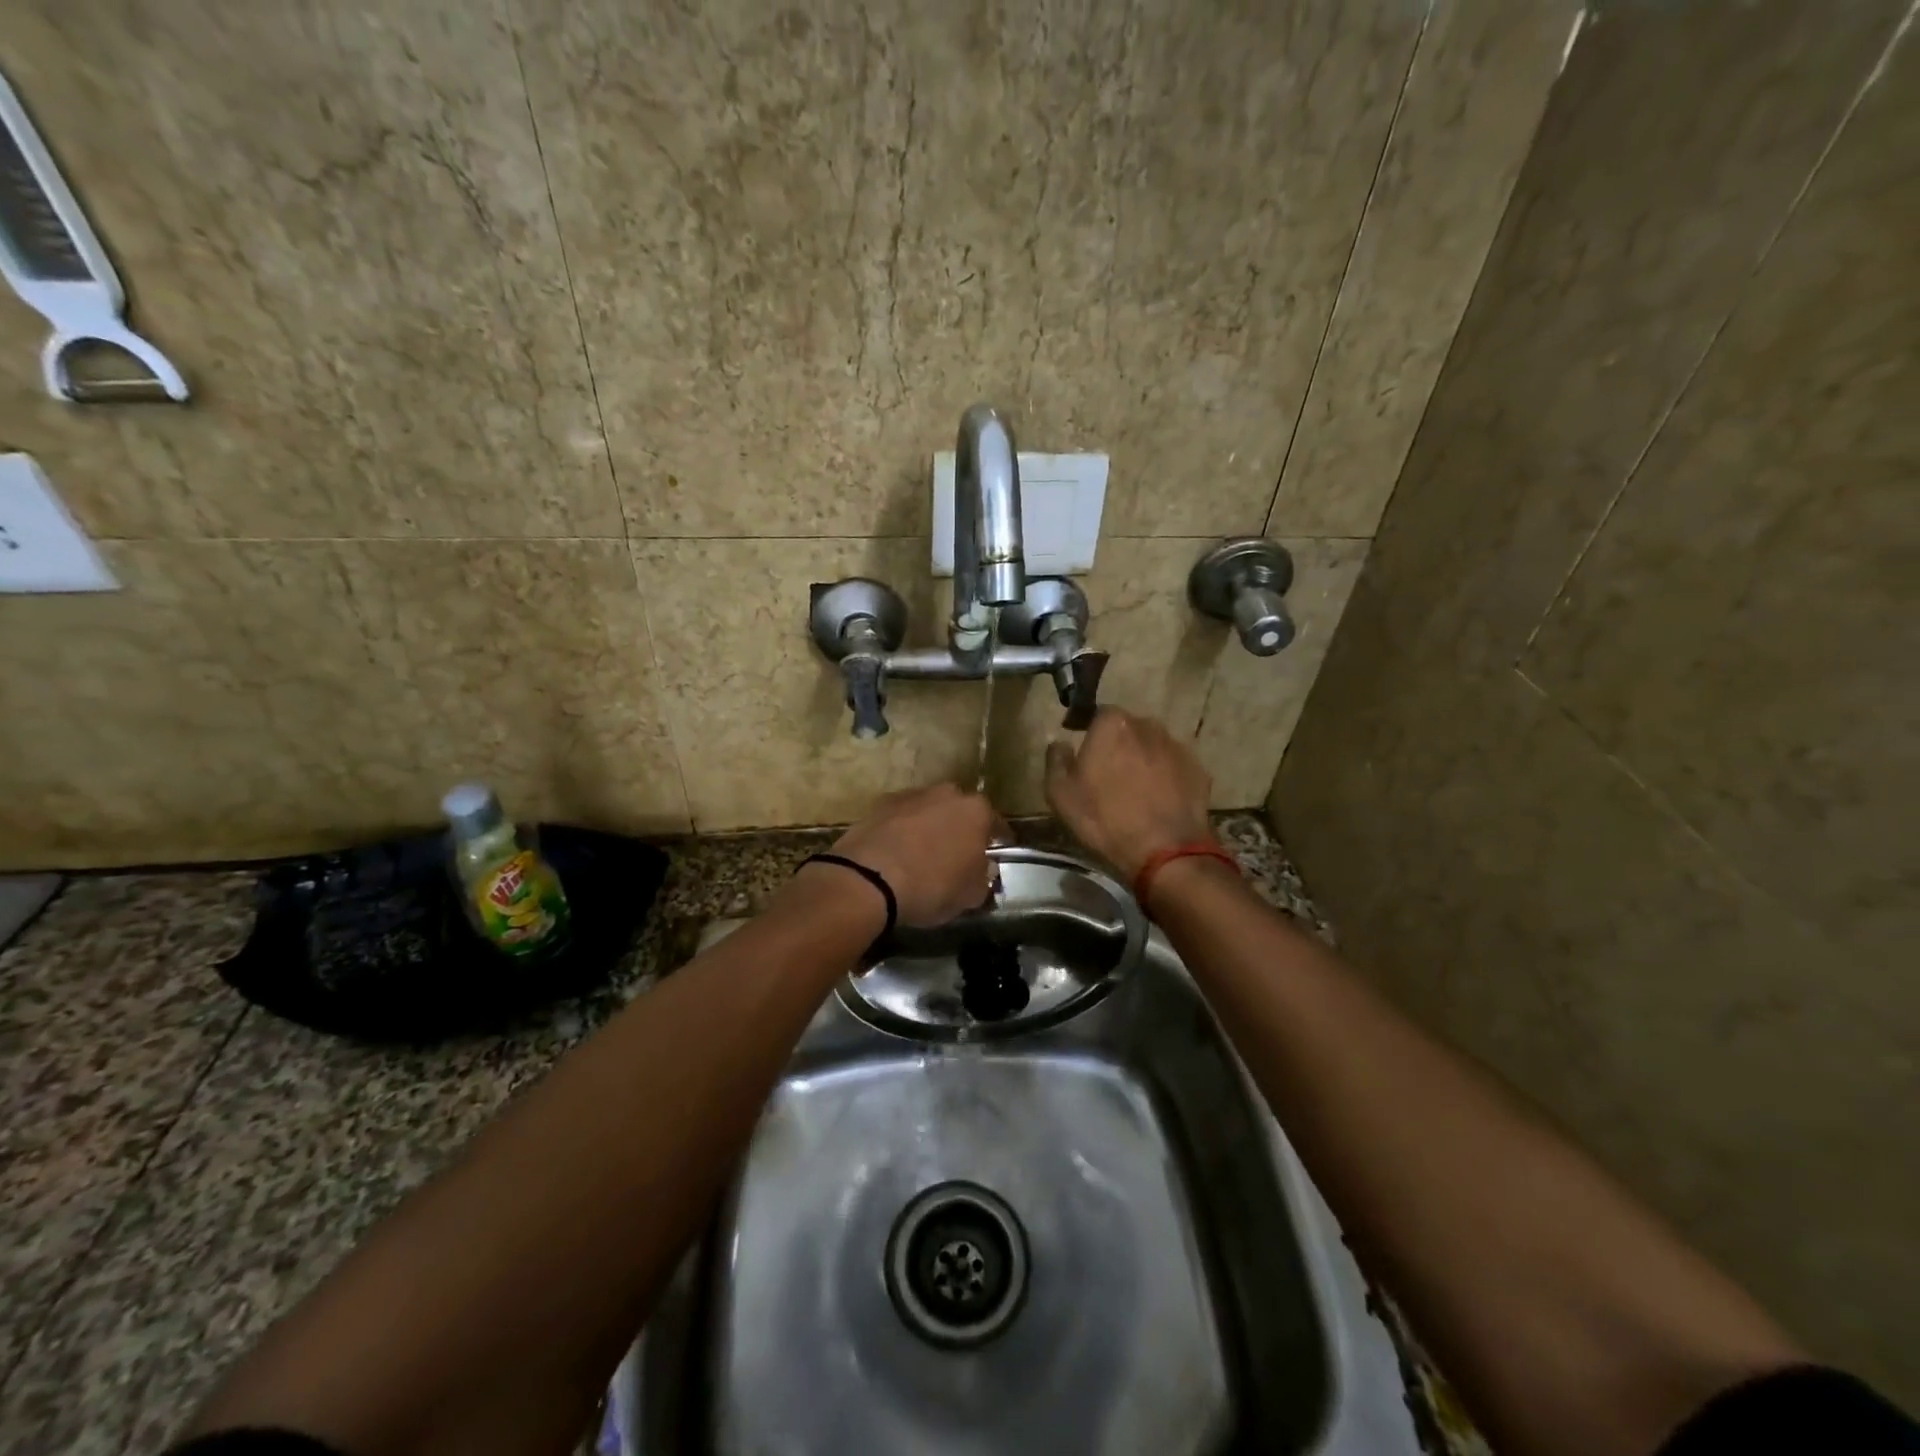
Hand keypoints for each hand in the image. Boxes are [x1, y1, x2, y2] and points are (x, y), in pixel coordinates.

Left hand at [828, 783, 999, 926]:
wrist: (869, 878)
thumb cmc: (932, 885)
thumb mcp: (970, 895)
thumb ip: (983, 879)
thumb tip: (983, 872)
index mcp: (976, 811)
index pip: (996, 824)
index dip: (996, 842)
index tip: (993, 857)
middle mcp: (946, 793)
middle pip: (960, 811)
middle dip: (960, 830)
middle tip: (956, 856)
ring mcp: (911, 794)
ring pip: (929, 811)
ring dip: (929, 827)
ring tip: (921, 856)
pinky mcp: (880, 803)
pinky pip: (900, 818)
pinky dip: (901, 831)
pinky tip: (895, 854)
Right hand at [1045, 709, 1212, 881]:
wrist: (1165, 852)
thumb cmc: (1104, 819)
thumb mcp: (1060, 794)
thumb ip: (1056, 760)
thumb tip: (1060, 743)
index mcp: (1113, 725)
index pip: (1098, 713)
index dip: (1088, 730)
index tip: (1082, 749)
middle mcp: (1148, 726)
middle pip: (1128, 729)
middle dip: (1118, 744)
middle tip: (1108, 773)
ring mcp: (1177, 748)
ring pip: (1152, 747)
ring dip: (1142, 760)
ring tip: (1134, 789)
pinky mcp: (1199, 771)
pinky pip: (1173, 767)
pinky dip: (1165, 777)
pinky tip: (1158, 801)